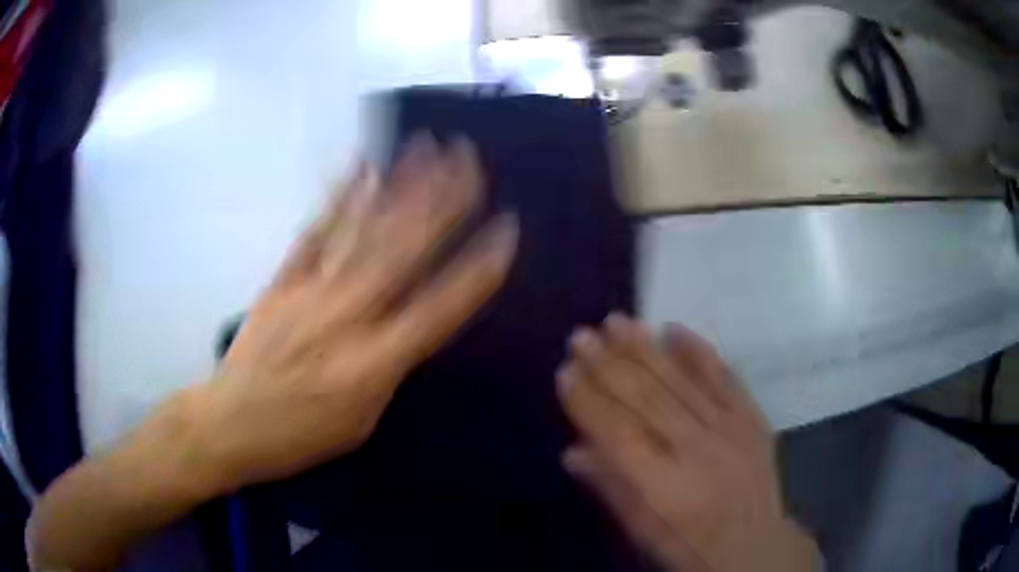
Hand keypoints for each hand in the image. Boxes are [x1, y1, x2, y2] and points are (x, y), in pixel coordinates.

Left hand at [191, 135, 517, 490]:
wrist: (229, 423)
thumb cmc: (298, 437)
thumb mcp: (360, 423)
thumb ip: (390, 369)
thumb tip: (412, 326)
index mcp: (373, 363)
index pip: (439, 307)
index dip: (478, 268)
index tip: (506, 228)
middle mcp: (346, 316)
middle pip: (403, 251)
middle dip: (443, 201)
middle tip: (470, 158)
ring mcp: (310, 291)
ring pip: (363, 231)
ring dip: (399, 185)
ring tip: (425, 146)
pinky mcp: (282, 279)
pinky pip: (314, 232)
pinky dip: (339, 196)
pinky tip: (361, 165)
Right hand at [557, 314, 819, 571]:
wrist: (755, 545)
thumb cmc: (690, 545)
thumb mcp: (642, 531)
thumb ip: (610, 487)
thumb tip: (572, 450)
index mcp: (663, 487)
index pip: (616, 433)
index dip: (587, 401)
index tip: (564, 371)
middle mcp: (696, 451)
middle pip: (646, 399)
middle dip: (608, 364)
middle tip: (581, 335)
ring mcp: (729, 429)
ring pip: (679, 380)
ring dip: (645, 348)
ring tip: (616, 321)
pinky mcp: (752, 418)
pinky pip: (723, 376)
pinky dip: (697, 351)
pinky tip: (673, 328)